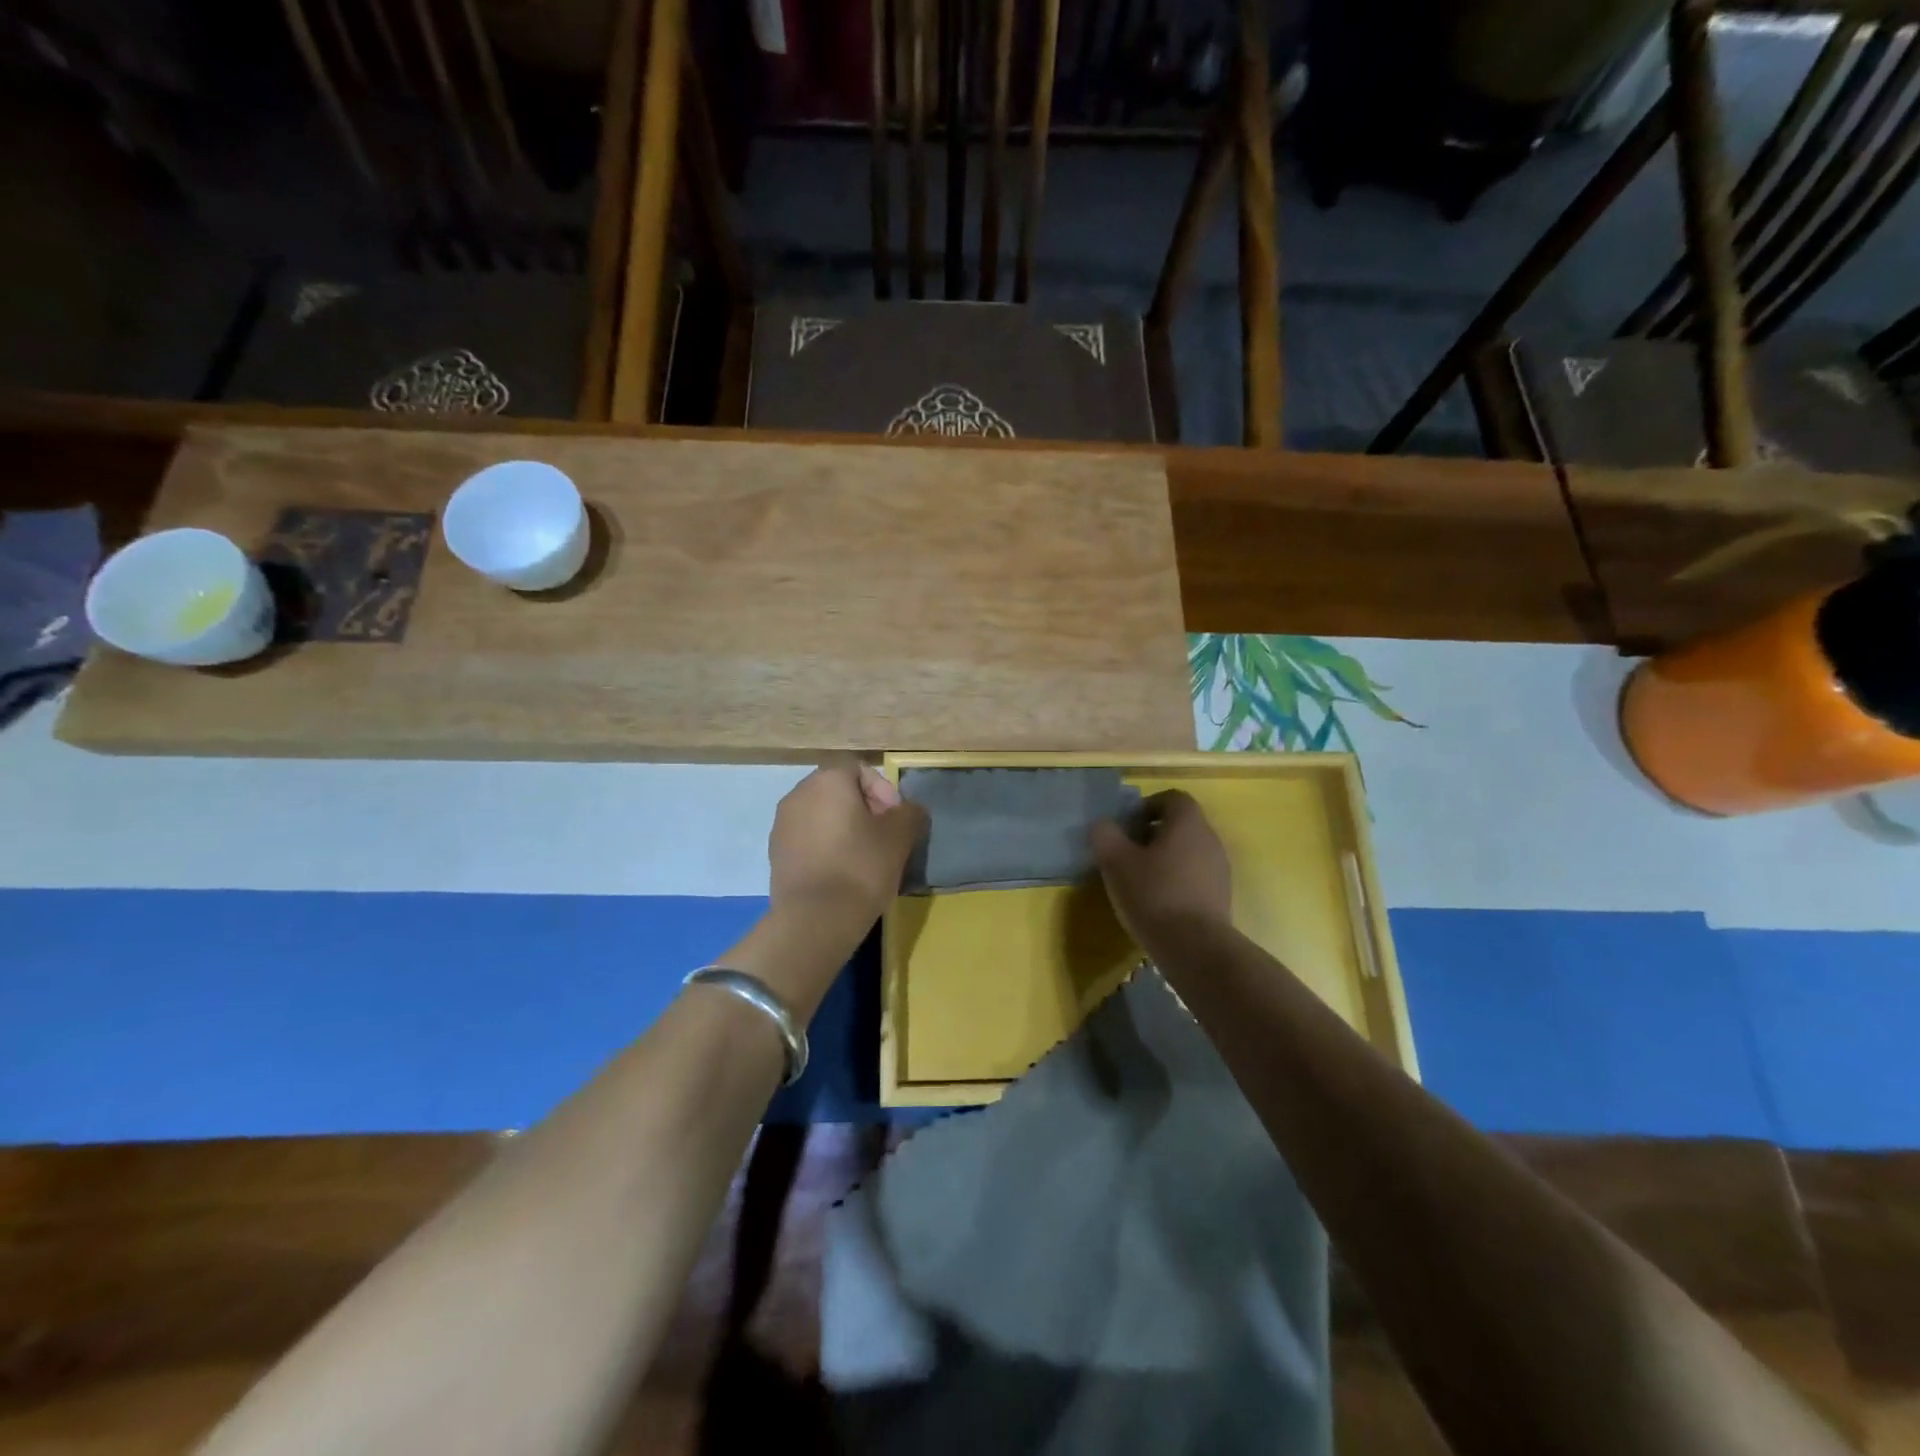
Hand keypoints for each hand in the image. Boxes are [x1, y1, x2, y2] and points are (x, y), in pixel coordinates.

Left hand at [767, 761, 927, 929]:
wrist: (814, 919)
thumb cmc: (861, 867)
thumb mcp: (899, 836)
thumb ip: (909, 812)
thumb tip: (908, 810)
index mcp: (828, 780)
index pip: (861, 771)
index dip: (884, 791)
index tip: (896, 820)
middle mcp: (799, 793)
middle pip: (839, 791)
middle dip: (864, 809)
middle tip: (884, 837)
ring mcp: (782, 824)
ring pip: (822, 815)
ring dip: (844, 828)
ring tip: (864, 856)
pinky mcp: (775, 853)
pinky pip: (807, 838)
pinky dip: (825, 847)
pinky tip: (840, 872)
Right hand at [1090, 790, 1231, 944]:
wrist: (1196, 947)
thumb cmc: (1154, 894)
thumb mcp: (1116, 862)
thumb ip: (1106, 835)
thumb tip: (1104, 826)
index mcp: (1188, 823)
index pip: (1172, 798)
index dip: (1147, 807)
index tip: (1127, 826)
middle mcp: (1210, 839)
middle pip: (1181, 825)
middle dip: (1153, 834)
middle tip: (1127, 853)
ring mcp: (1219, 869)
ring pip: (1188, 852)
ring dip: (1165, 859)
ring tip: (1140, 880)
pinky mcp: (1221, 897)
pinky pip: (1195, 876)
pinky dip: (1176, 881)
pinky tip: (1158, 903)